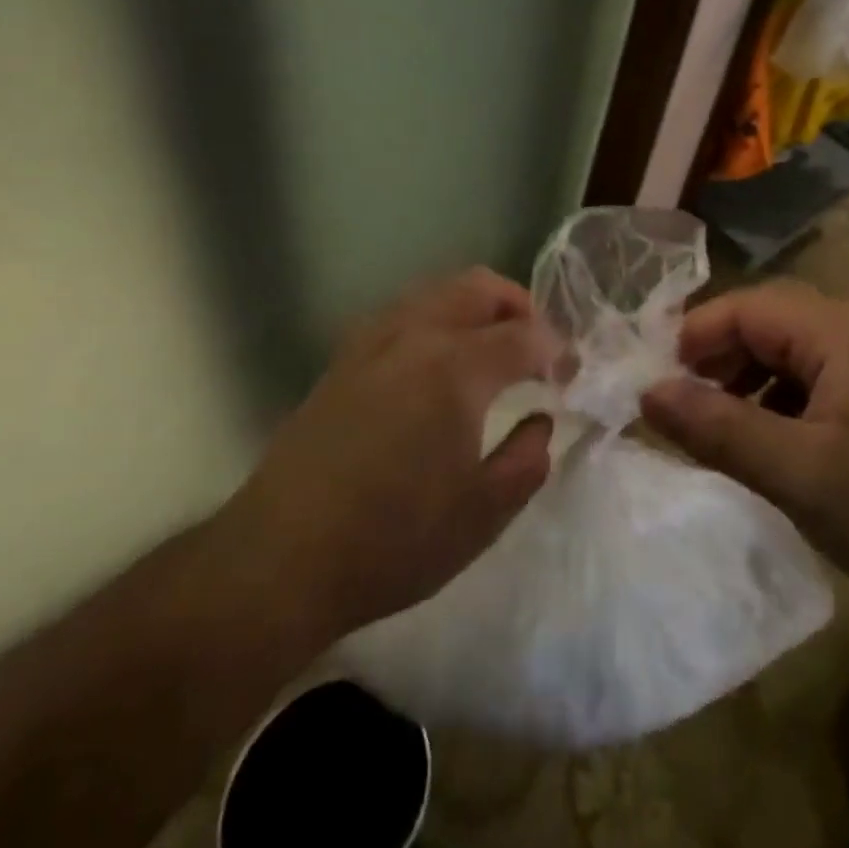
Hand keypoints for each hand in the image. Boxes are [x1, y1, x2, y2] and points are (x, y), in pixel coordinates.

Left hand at [211, 268, 555, 640]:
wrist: (279, 559)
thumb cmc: (391, 542)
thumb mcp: (482, 515)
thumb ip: (527, 459)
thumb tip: (541, 422)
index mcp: (455, 369)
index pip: (525, 335)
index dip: (557, 351)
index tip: (570, 377)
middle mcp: (413, 337)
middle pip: (479, 287)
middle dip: (519, 307)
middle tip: (537, 347)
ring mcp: (370, 343)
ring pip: (436, 291)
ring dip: (475, 308)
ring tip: (491, 350)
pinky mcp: (341, 360)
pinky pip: (402, 314)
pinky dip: (436, 319)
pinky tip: (437, 365)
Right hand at [641, 281, 848, 612]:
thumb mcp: (798, 474)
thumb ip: (717, 429)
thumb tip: (649, 393)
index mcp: (839, 331)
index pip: (746, 307)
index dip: (694, 337)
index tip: (657, 384)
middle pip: (771, 322)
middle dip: (720, 359)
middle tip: (685, 407)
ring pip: (796, 351)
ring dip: (752, 381)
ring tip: (724, 429)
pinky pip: (824, 377)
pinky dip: (787, 400)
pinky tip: (780, 444)